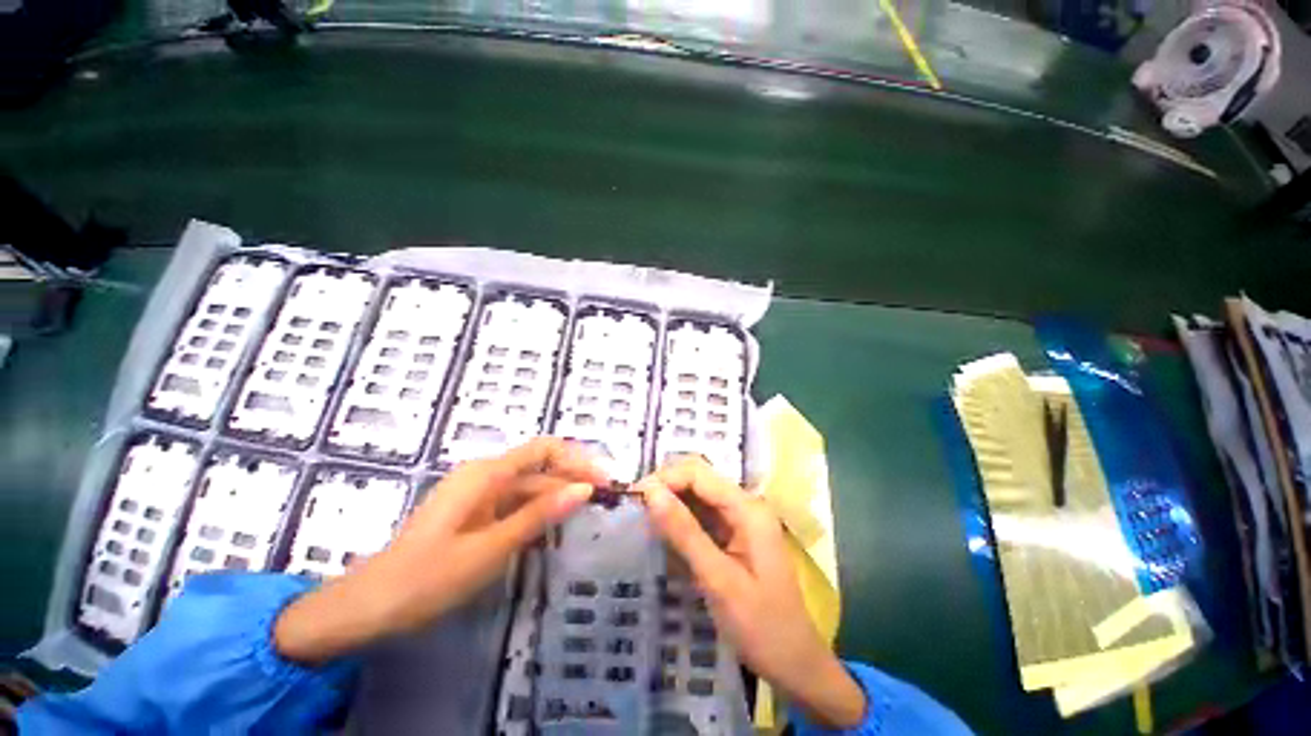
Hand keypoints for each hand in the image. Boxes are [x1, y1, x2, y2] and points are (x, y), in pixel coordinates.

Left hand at [275, 438, 603, 663]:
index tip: (611, 485)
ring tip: (589, 527)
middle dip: (572, 485)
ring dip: (554, 505)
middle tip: (610, 511)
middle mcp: (478, 479)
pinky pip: (507, 512)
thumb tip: (583, 488)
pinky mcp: (467, 522)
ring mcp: (471, 501)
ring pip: (522, 493)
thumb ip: (537, 516)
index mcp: (483, 475)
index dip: (579, 460)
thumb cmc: (437, 574)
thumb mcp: (493, 547)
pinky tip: (551, 541)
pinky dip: (532, 522)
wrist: (387, 598)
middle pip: (535, 471)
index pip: (542, 450)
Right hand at [636, 458, 865, 729]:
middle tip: (626, 520)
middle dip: (663, 496)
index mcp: (750, 512)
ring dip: (669, 515)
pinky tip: (659, 549)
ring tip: (635, 533)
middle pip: (698, 486)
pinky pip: (703, 530)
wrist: (789, 659)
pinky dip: (680, 534)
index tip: (626, 502)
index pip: (699, 474)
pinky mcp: (736, 551)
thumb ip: (684, 533)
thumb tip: (649, 491)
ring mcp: (743, 532)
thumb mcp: (718, 579)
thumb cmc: (758, 623)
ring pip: (698, 508)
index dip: (662, 480)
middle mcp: (748, 512)